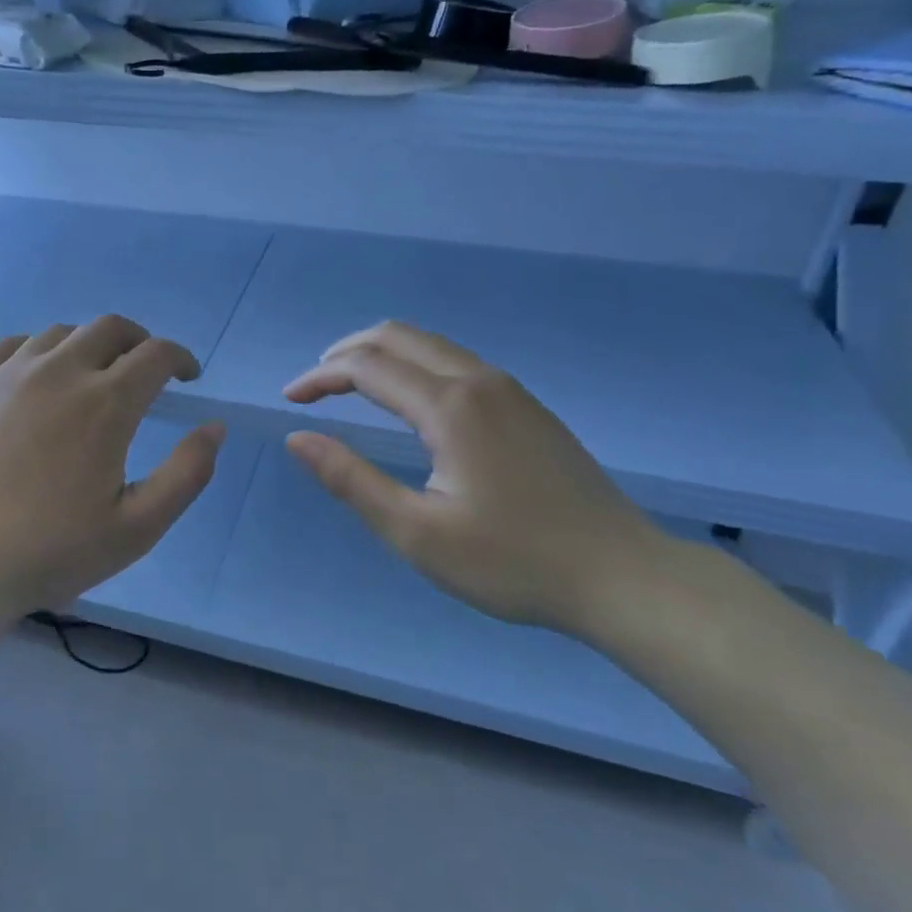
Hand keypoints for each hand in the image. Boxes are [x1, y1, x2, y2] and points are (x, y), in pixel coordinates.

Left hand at [0, 316, 224, 623]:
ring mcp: (9, 373)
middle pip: (110, 328)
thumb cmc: (52, 550)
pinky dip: (37, 351)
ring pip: (61, 333)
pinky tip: (36, 376)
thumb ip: (187, 473)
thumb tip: (214, 427)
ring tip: (91, 376)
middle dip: (139, 342)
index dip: (181, 358)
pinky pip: (11, 345)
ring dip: (89, 346)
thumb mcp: (138, 527)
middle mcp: (60, 371)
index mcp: (106, 403)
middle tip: (145, 370)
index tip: (187, 376)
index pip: (156, 354)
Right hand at [283, 321, 667, 633]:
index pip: (366, 367)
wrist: (622, 575)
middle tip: (314, 384)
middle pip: (398, 336)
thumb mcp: (416, 533)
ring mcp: (509, 389)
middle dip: (346, 351)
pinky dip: (414, 365)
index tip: (290, 400)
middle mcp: (478, 380)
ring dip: (382, 354)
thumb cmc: (512, 561)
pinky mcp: (527, 406)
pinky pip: (456, 362)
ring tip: (350, 385)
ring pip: (430, 345)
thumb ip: (351, 480)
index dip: (320, 377)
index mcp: (450, 406)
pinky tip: (409, 401)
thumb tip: (298, 439)